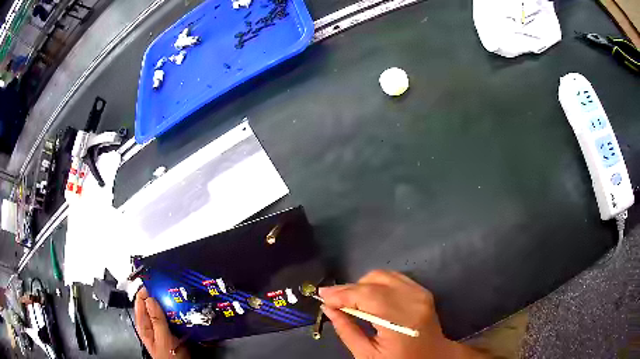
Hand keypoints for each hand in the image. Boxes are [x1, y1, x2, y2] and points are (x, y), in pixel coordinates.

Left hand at [135, 287, 188, 358]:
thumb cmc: (169, 357)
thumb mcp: (162, 339)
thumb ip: (156, 320)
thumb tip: (150, 298)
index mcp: (144, 325)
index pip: (140, 301)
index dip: (145, 290)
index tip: (155, 280)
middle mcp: (152, 325)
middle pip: (153, 304)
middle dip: (161, 296)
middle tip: (170, 287)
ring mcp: (163, 328)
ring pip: (165, 311)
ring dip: (171, 304)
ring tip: (180, 295)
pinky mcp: (174, 332)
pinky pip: (175, 318)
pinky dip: (179, 313)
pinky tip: (186, 310)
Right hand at [319, 270, 484, 358]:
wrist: (433, 358)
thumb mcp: (367, 355)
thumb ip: (347, 330)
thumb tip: (329, 309)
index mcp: (401, 321)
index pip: (366, 296)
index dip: (342, 294)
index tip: (322, 296)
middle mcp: (413, 301)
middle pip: (374, 281)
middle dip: (349, 288)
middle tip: (333, 300)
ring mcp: (420, 293)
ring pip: (383, 275)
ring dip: (362, 285)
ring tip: (350, 301)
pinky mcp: (422, 291)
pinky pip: (394, 277)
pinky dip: (377, 283)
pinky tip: (369, 297)